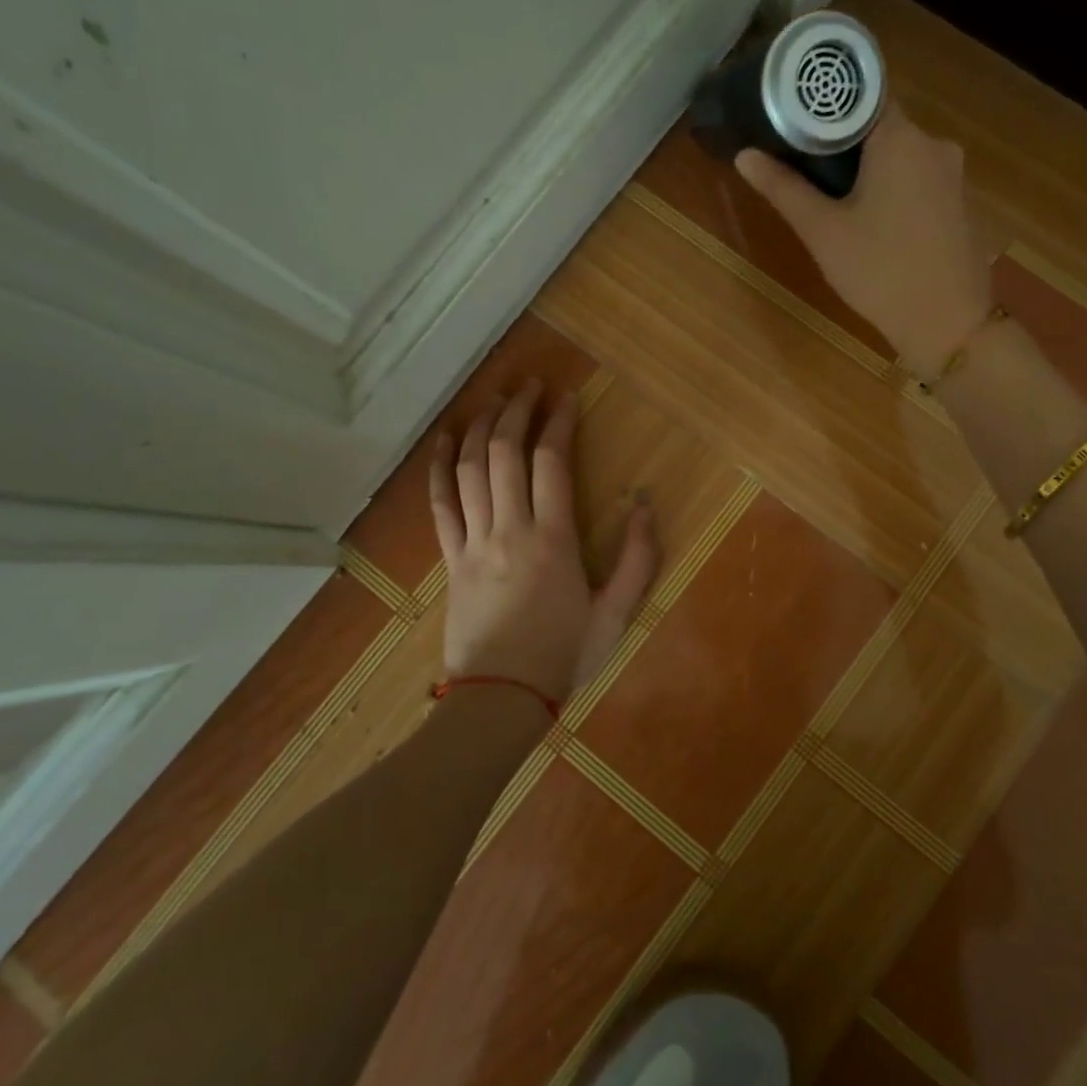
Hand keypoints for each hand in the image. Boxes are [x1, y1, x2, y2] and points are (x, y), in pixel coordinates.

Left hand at [429, 381, 656, 702]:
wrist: (499, 699)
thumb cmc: (562, 656)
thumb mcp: (616, 614)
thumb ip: (638, 558)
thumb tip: (646, 505)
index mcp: (552, 540)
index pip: (551, 463)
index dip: (558, 423)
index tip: (567, 398)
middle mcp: (509, 529)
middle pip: (504, 453)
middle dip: (517, 410)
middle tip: (530, 385)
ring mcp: (473, 542)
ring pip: (469, 469)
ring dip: (480, 427)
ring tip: (494, 399)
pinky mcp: (450, 558)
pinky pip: (440, 503)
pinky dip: (440, 466)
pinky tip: (445, 440)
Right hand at [736, 103, 993, 377]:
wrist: (948, 325)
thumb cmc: (880, 272)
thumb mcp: (823, 232)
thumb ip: (784, 189)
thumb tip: (745, 155)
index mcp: (901, 138)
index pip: (862, 94)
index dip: (827, 104)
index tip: (796, 120)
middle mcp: (935, 144)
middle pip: (881, 125)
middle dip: (844, 141)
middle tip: (804, 163)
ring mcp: (953, 175)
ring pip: (901, 155)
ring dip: (870, 167)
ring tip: (833, 195)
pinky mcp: (960, 204)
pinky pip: (919, 179)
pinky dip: (894, 188)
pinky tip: (873, 220)